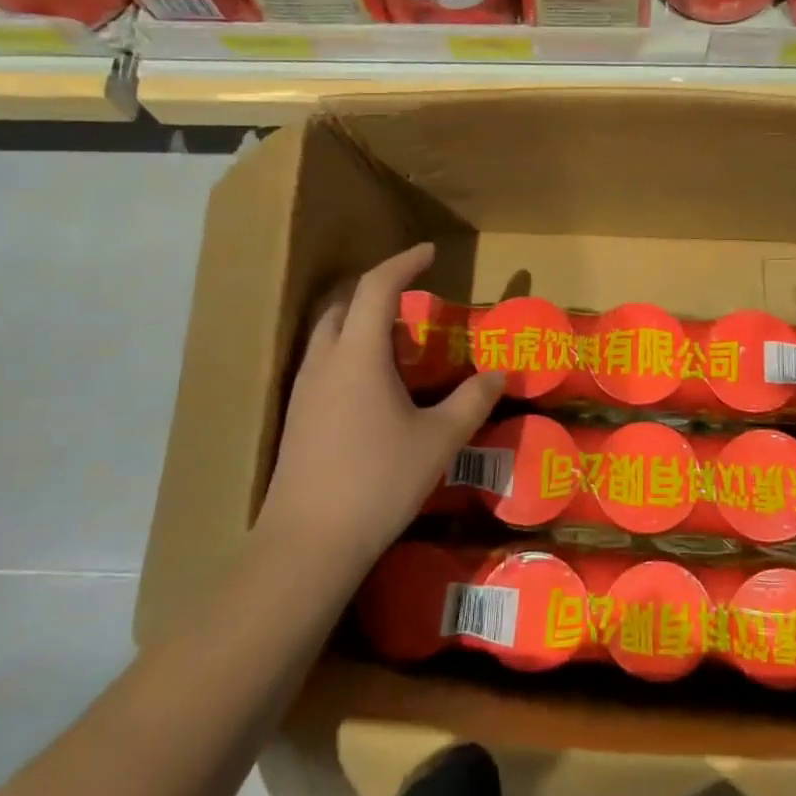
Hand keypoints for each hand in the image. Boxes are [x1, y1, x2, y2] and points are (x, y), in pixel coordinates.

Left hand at [255, 243, 504, 584]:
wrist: (309, 543)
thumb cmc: (379, 482)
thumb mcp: (439, 440)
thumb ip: (472, 400)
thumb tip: (499, 374)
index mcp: (358, 354)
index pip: (376, 287)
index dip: (403, 263)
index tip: (429, 253)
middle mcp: (323, 361)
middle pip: (342, 303)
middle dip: (375, 289)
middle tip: (411, 298)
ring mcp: (303, 390)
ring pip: (326, 333)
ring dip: (357, 320)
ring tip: (394, 338)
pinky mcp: (296, 417)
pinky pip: (321, 363)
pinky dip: (347, 351)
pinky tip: (370, 385)